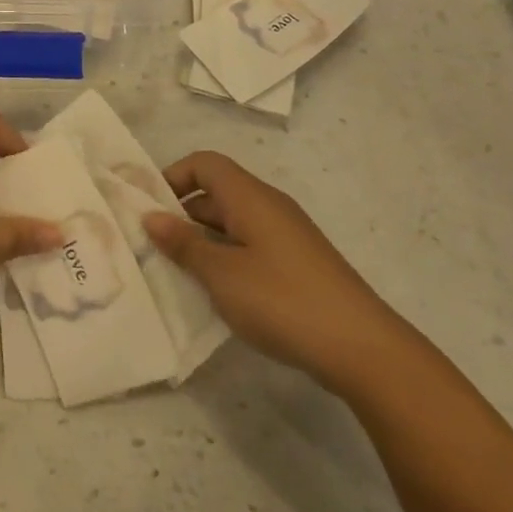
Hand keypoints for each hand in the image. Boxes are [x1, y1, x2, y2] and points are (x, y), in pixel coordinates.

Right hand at [143, 151, 419, 396]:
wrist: (363, 349)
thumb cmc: (282, 300)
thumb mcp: (221, 274)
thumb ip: (183, 243)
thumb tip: (150, 216)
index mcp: (250, 197)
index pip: (204, 163)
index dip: (173, 177)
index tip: (149, 210)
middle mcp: (269, 207)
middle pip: (216, 192)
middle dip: (181, 213)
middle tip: (152, 246)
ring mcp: (286, 236)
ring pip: (231, 222)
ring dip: (201, 240)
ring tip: (175, 272)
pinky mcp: (296, 264)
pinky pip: (249, 245)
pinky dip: (225, 258)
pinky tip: (214, 291)